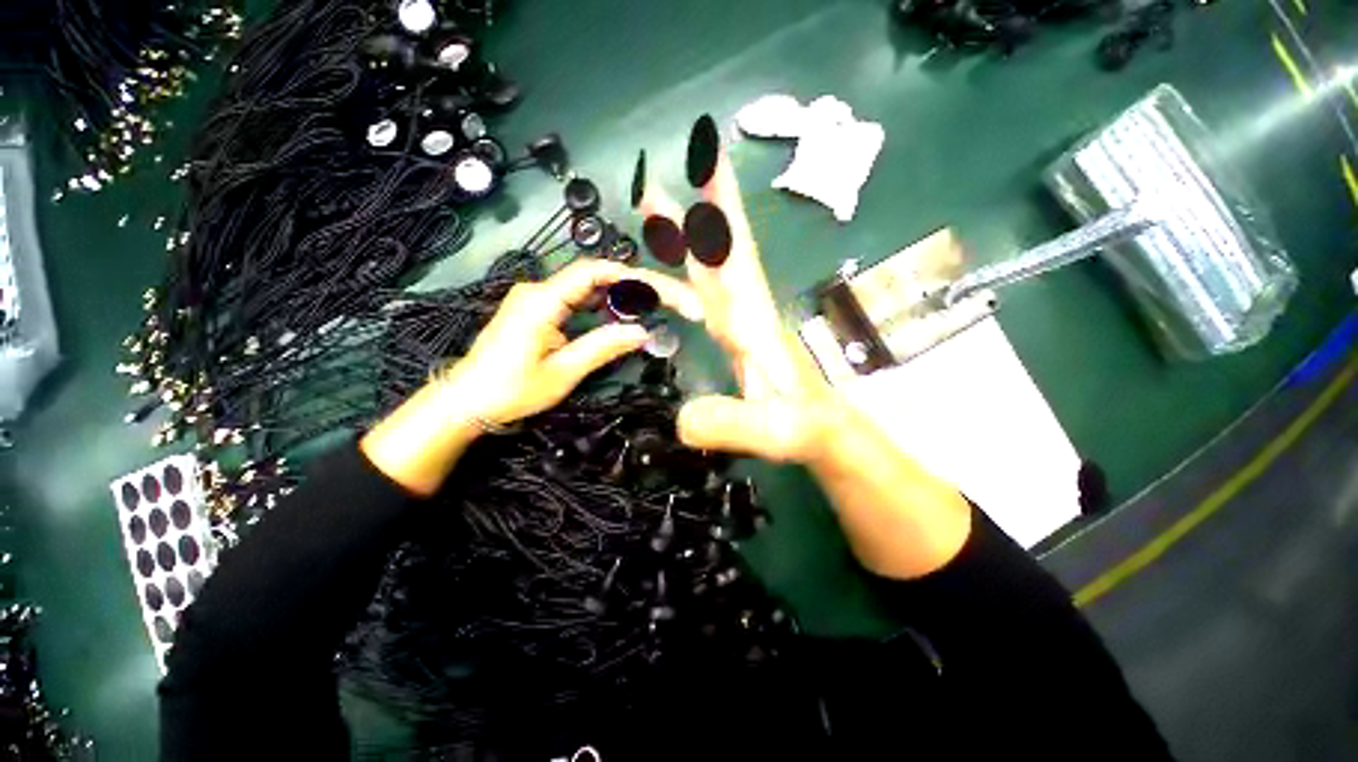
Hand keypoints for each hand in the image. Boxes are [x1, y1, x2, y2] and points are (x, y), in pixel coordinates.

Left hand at [449, 259, 701, 425]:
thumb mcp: (562, 373)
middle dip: (630, 287)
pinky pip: (573, 300)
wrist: (465, 401)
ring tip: (650, 308)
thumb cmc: (511, 390)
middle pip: (591, 278)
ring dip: (617, 297)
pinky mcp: (534, 311)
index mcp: (541, 301)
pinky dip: (599, 306)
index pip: (590, 272)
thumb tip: (641, 332)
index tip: (657, 287)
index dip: (627, 275)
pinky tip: (618, 315)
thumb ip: (602, 348)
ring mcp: (534, 300)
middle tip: (663, 301)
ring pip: (584, 289)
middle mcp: (537, 291)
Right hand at [639, 148, 842, 463]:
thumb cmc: (808, 429)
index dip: (718, 212)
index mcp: (753, 319)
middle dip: (692, 211)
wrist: (825, 435)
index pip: (733, 255)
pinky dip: (685, 282)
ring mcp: (740, 324)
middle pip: (719, 251)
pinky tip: (671, 279)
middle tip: (655, 180)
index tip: (705, 161)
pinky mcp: (735, 339)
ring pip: (709, 271)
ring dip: (683, 241)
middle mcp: (745, 311)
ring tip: (653, 213)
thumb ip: (735, 423)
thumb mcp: (777, 430)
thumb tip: (682, 420)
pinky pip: (704, 299)